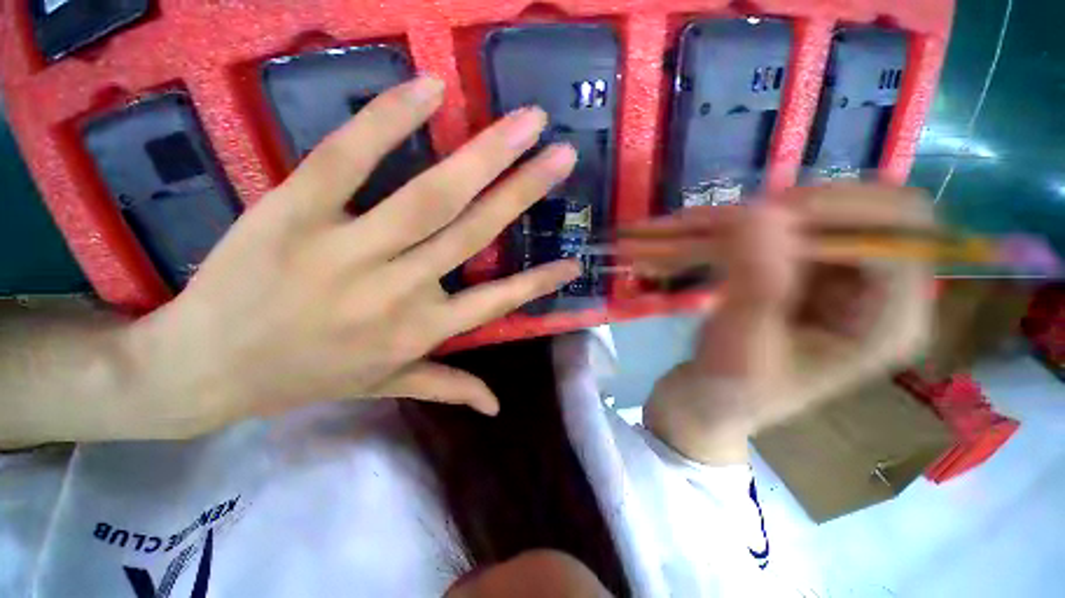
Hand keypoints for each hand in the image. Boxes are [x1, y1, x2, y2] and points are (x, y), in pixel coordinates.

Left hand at [123, 76, 578, 437]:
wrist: (206, 368)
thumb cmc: (304, 376)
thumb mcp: (385, 387)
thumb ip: (447, 388)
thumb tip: (496, 406)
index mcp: (421, 330)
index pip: (498, 302)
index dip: (539, 282)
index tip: (573, 261)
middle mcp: (399, 289)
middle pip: (475, 231)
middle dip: (526, 191)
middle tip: (562, 156)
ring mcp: (349, 249)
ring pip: (432, 196)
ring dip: (486, 155)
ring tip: (527, 123)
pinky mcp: (295, 212)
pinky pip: (349, 159)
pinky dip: (390, 120)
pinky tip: (430, 89)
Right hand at [642, 185, 933, 462]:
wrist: (707, 404)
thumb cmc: (728, 390)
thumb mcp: (739, 347)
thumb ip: (757, 283)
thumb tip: (760, 211)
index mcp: (888, 324)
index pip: (898, 236)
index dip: (836, 216)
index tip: (762, 220)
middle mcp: (879, 295)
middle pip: (875, 212)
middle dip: (805, 208)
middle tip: (740, 221)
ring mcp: (843, 282)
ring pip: (830, 214)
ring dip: (772, 215)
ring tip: (717, 229)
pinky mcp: (807, 277)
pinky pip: (795, 229)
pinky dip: (754, 225)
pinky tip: (718, 237)